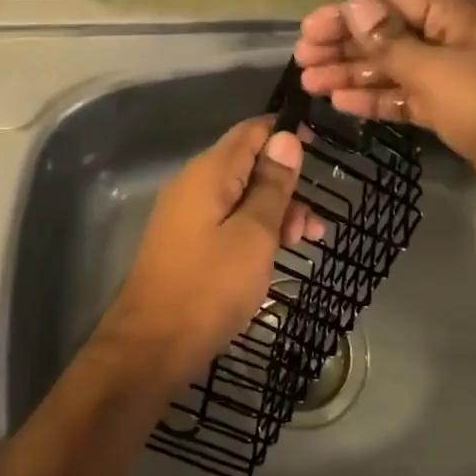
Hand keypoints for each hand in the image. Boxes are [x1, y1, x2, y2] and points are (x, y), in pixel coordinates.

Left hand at [98, 116, 316, 390]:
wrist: (152, 345)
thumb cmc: (210, 287)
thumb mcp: (254, 235)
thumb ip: (271, 186)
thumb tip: (286, 138)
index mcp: (209, 172)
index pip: (251, 131)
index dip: (286, 134)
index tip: (323, 149)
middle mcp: (194, 184)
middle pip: (248, 165)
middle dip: (286, 185)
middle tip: (314, 225)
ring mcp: (187, 214)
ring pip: (241, 196)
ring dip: (275, 213)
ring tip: (304, 243)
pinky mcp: (187, 242)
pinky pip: (227, 221)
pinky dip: (255, 231)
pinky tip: (275, 256)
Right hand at [293, 0, 475, 242]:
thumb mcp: (439, 73)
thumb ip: (391, 41)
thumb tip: (354, 5)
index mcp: (464, 12)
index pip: (394, 0)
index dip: (347, 14)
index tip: (307, 31)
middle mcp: (464, 37)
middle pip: (394, 33)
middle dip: (347, 45)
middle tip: (302, 60)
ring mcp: (467, 77)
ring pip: (401, 68)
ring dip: (357, 74)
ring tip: (312, 83)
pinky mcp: (466, 113)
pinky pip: (416, 97)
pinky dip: (383, 99)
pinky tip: (345, 104)